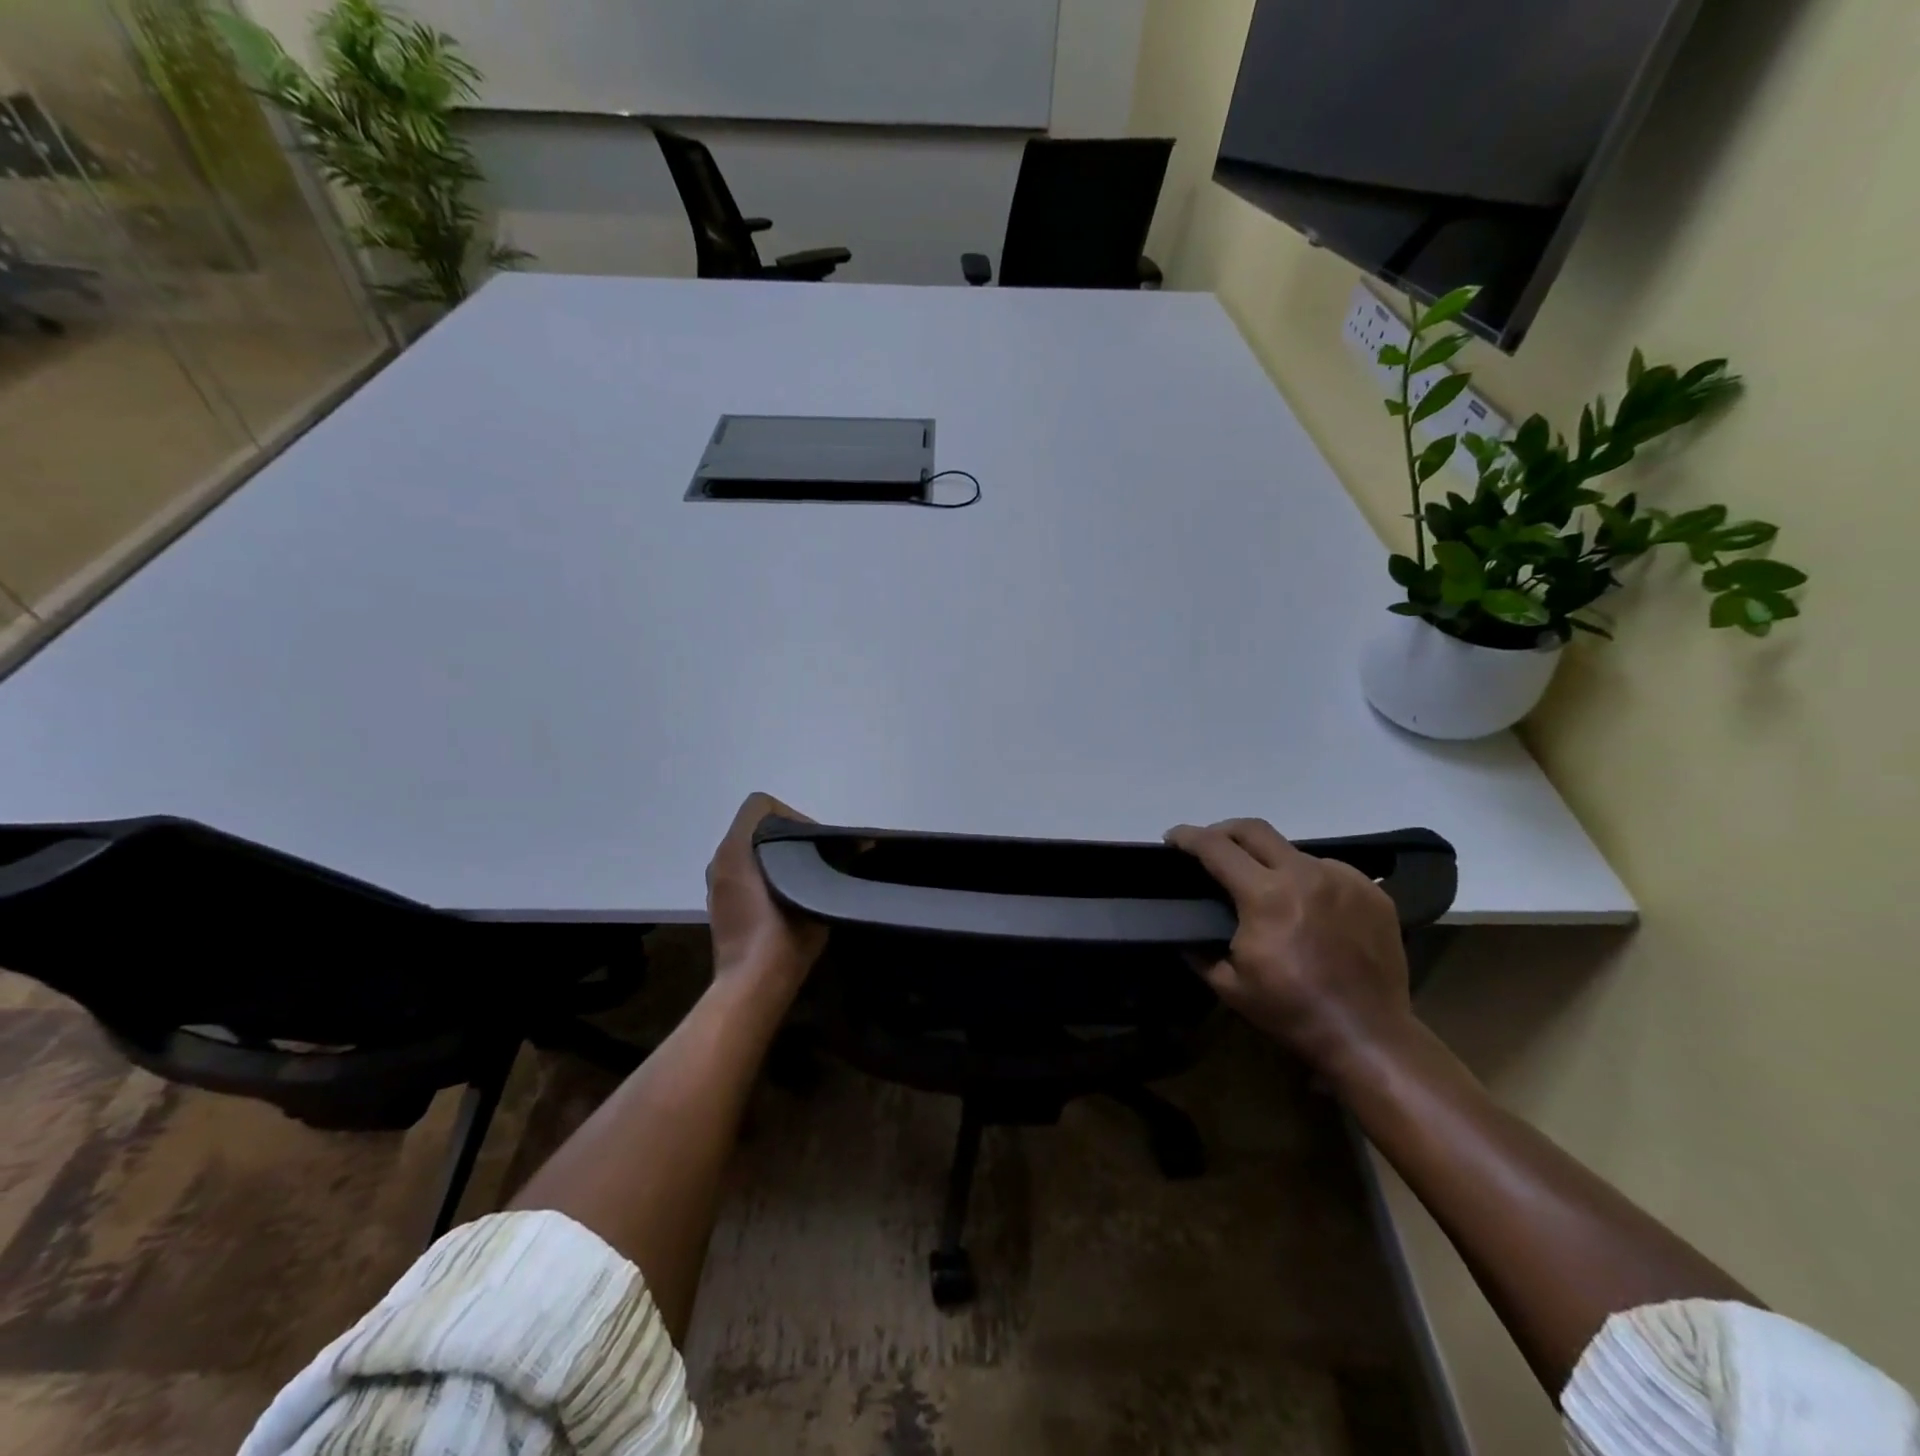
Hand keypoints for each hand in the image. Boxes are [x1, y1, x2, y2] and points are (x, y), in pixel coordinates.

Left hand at [705, 793, 827, 996]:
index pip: (761, 805)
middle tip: (813, 860)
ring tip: (801, 881)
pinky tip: (784, 901)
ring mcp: (716, 883)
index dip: (791, 815)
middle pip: (755, 828)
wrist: (752, 985)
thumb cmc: (784, 934)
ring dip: (773, 859)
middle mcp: (721, 859)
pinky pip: (742, 875)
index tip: (811, 842)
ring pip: (748, 852)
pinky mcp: (719, 906)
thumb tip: (853, 846)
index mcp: (738, 848)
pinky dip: (761, 878)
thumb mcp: (816, 891)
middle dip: (786, 838)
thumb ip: (829, 864)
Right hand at [1166, 818, 1414, 1073]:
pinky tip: (1307, 905)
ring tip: (1265, 887)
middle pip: (1254, 829)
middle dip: (1224, 830)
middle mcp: (1306, 874)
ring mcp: (1344, 879)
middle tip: (1210, 847)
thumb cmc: (1292, 1012)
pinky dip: (1308, 879)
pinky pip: (1329, 870)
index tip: (1172, 838)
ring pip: (1293, 850)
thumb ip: (1198, 950)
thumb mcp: (1229, 986)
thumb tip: (1181, 932)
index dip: (1188, 837)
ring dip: (1269, 860)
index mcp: (1266, 895)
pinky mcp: (1372, 892)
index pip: (1216, 847)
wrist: (1369, 1036)